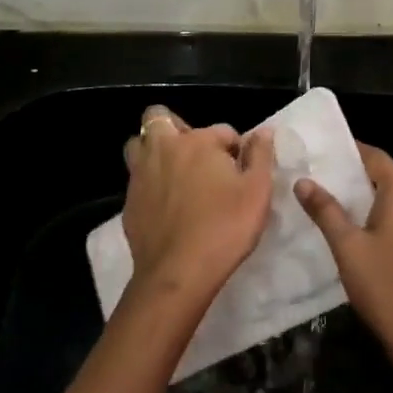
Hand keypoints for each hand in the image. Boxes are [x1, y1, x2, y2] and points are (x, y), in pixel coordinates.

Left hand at [121, 106, 273, 310]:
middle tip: (196, 155)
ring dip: (154, 150)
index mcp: (197, 142)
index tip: (241, 171)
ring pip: (138, 146)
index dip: (235, 148)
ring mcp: (141, 175)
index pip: (222, 131)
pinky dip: (149, 183)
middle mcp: (164, 149)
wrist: (178, 273)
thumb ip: (261, 155)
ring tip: (175, 172)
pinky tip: (165, 205)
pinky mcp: (128, 202)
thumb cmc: (225, 227)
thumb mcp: (257, 191)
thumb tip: (263, 131)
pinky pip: (136, 179)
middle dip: (177, 129)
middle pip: (159, 118)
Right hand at [296, 144, 392, 392]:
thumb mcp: (347, 247)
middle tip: (325, 179)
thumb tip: (304, 182)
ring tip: (337, 205)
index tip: (326, 151)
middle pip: (390, 178)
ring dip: (371, 200)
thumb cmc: (385, 287)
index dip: (353, 151)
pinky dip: (385, 219)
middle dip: (358, 177)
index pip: (378, 158)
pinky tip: (363, 235)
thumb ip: (326, 211)